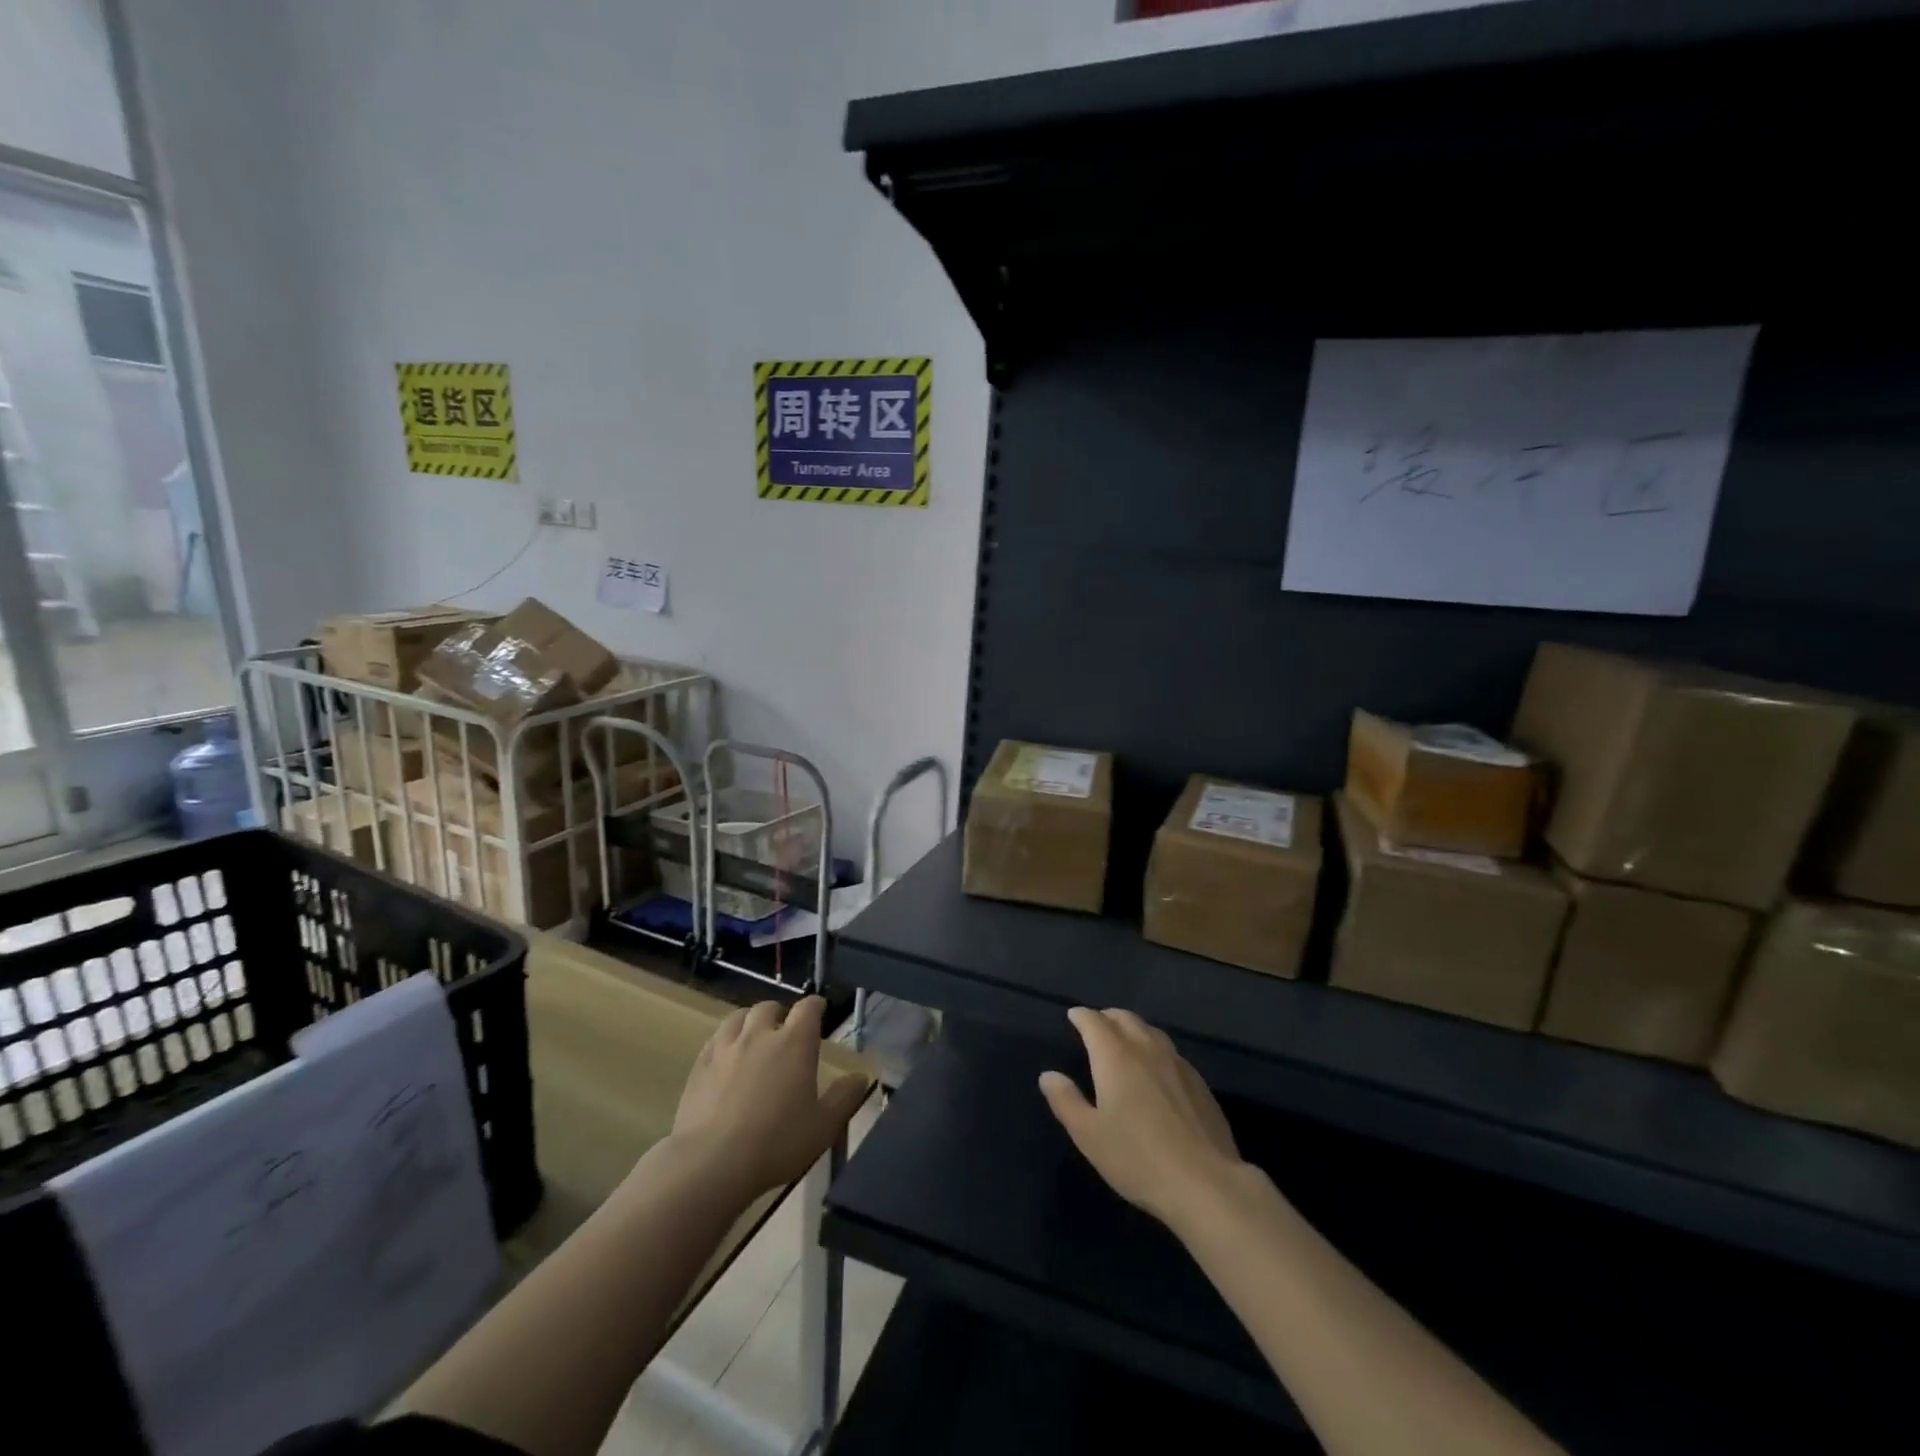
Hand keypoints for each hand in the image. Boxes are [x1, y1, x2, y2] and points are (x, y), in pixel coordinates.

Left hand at [672, 997, 869, 1200]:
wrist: (711, 1163)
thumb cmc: (776, 1143)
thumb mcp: (823, 1126)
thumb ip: (844, 1097)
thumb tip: (860, 1076)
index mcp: (794, 1042)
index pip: (808, 1007)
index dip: (815, 1006)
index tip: (820, 1011)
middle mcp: (759, 1034)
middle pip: (769, 1007)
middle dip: (780, 1014)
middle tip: (785, 1032)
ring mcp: (726, 1047)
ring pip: (738, 1017)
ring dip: (750, 1022)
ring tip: (754, 1037)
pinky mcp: (699, 1065)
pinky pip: (714, 1039)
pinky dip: (725, 1040)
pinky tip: (726, 1058)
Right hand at [1041, 1007, 1246, 1233]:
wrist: (1204, 1183)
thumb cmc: (1137, 1158)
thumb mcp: (1089, 1135)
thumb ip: (1066, 1100)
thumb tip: (1048, 1075)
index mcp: (1115, 1056)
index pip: (1094, 1022)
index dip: (1082, 1016)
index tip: (1073, 1016)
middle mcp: (1146, 1049)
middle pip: (1125, 1019)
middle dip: (1107, 1017)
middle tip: (1097, 1024)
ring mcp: (1177, 1063)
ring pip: (1151, 1031)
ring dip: (1133, 1028)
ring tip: (1125, 1039)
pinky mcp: (1199, 1082)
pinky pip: (1170, 1051)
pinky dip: (1155, 1048)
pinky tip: (1156, 1068)